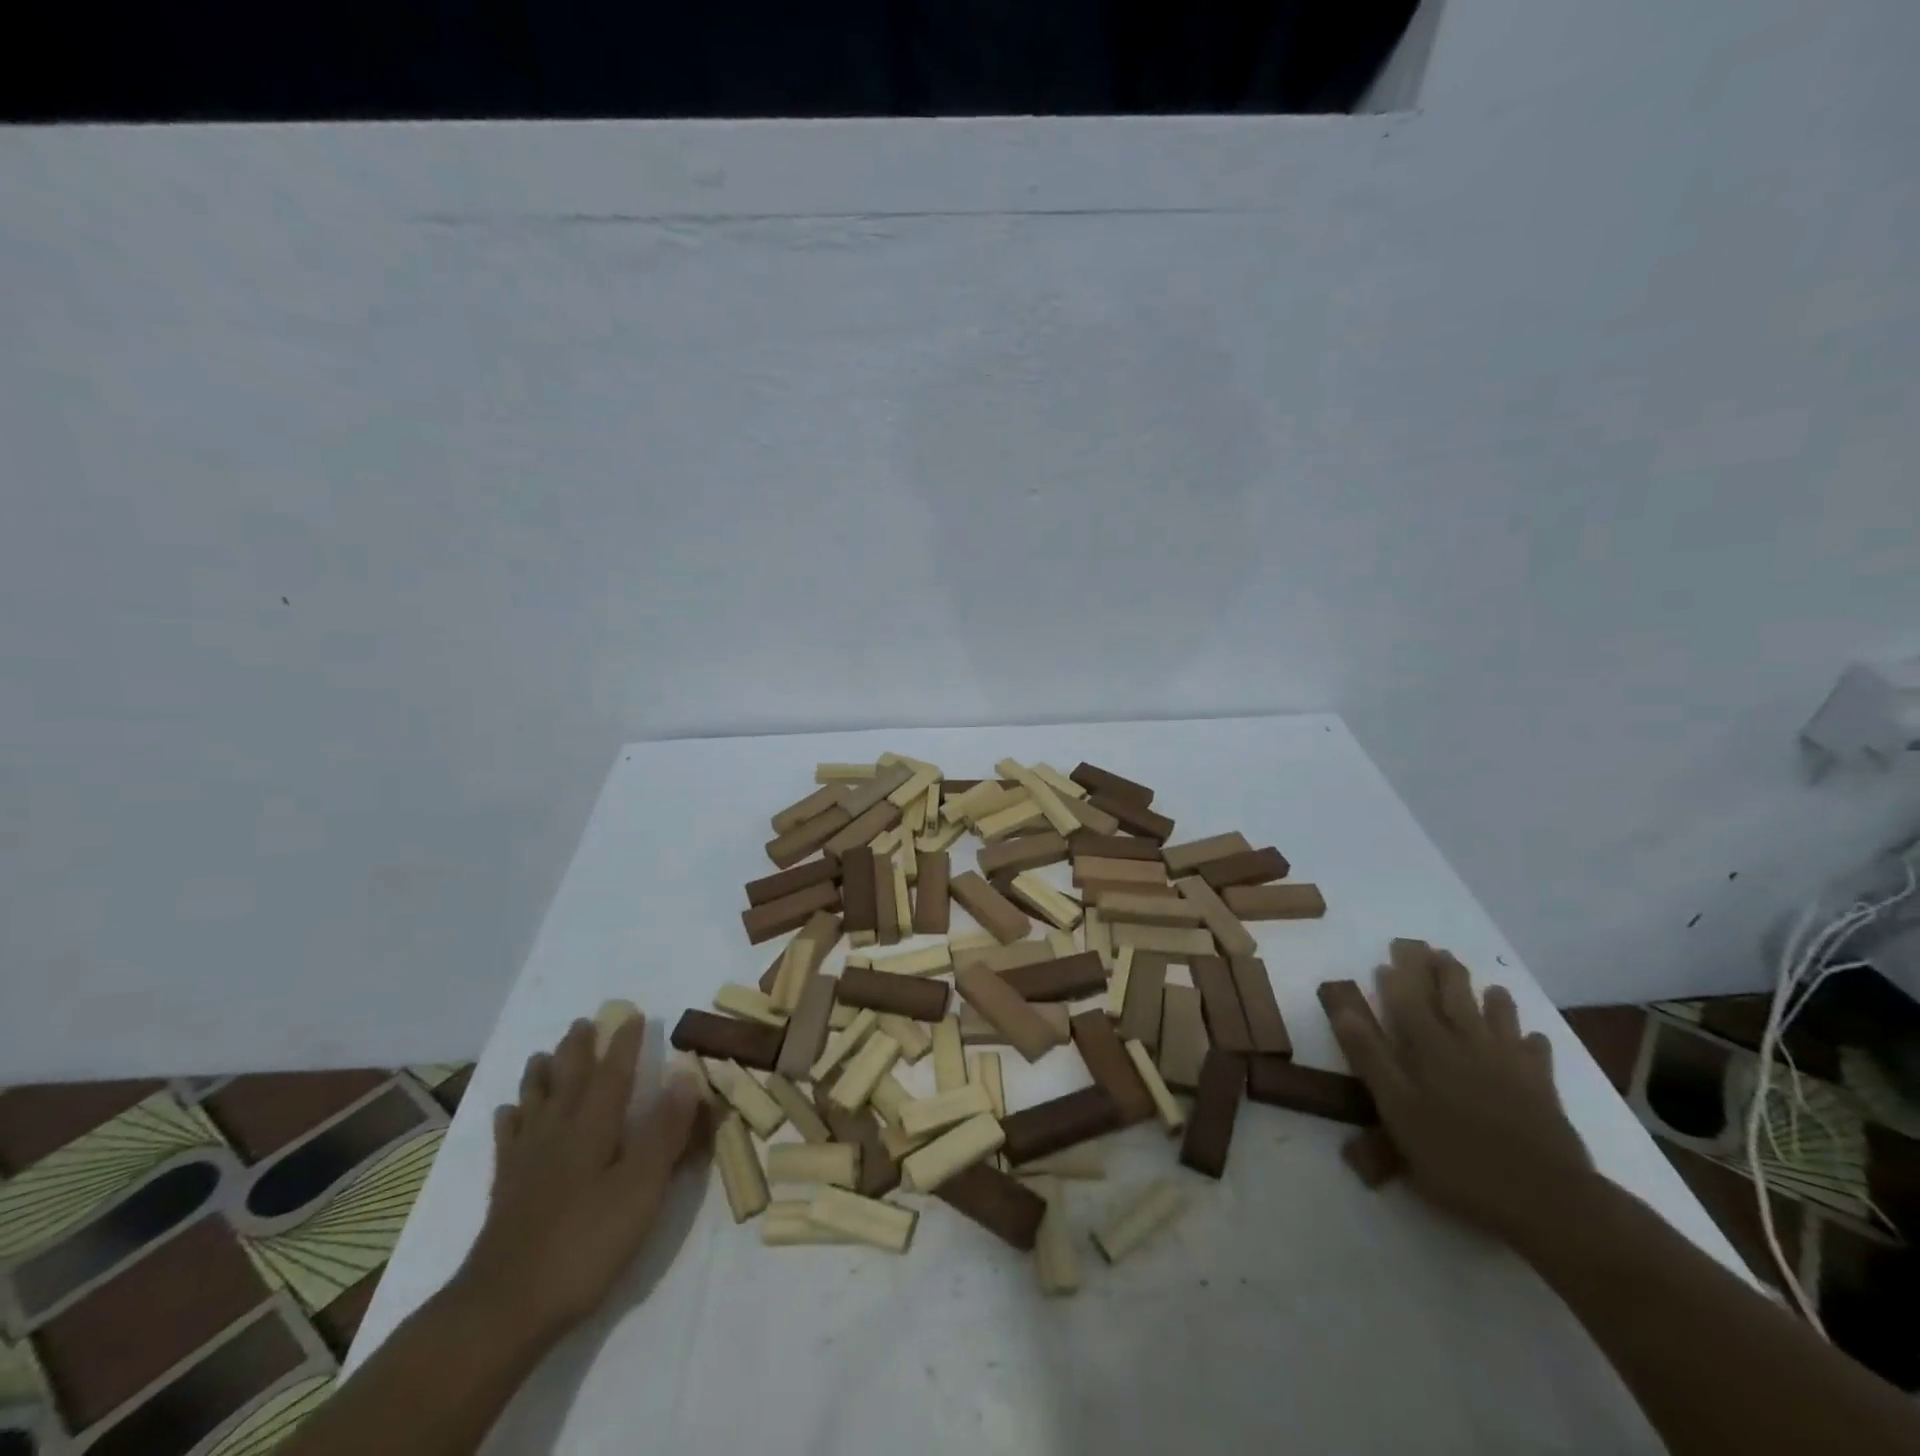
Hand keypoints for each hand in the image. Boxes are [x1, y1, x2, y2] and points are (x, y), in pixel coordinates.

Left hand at [456, 1014, 707, 1347]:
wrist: (503, 1309)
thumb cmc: (584, 1245)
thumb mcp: (640, 1189)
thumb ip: (664, 1131)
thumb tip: (684, 1074)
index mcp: (594, 1128)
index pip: (613, 1074)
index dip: (624, 1045)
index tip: (632, 1016)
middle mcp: (558, 1133)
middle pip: (569, 1080)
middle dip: (579, 1049)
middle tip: (583, 1022)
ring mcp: (527, 1162)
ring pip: (535, 1103)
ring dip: (542, 1075)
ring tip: (542, 1054)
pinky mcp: (506, 1191)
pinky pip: (508, 1141)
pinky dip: (511, 1120)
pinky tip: (508, 1114)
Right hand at [1330, 944, 1593, 1252]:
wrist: (1548, 1201)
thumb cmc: (1457, 1157)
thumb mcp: (1397, 1110)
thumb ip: (1370, 1057)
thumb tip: (1343, 1009)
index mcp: (1429, 1048)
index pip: (1408, 998)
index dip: (1399, 974)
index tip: (1392, 953)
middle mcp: (1468, 1045)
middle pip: (1453, 998)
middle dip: (1441, 971)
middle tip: (1433, 949)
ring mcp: (1510, 1066)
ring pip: (1498, 1019)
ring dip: (1490, 998)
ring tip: (1489, 985)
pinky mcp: (1543, 1092)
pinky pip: (1537, 1056)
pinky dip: (1532, 1042)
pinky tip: (1534, 1039)